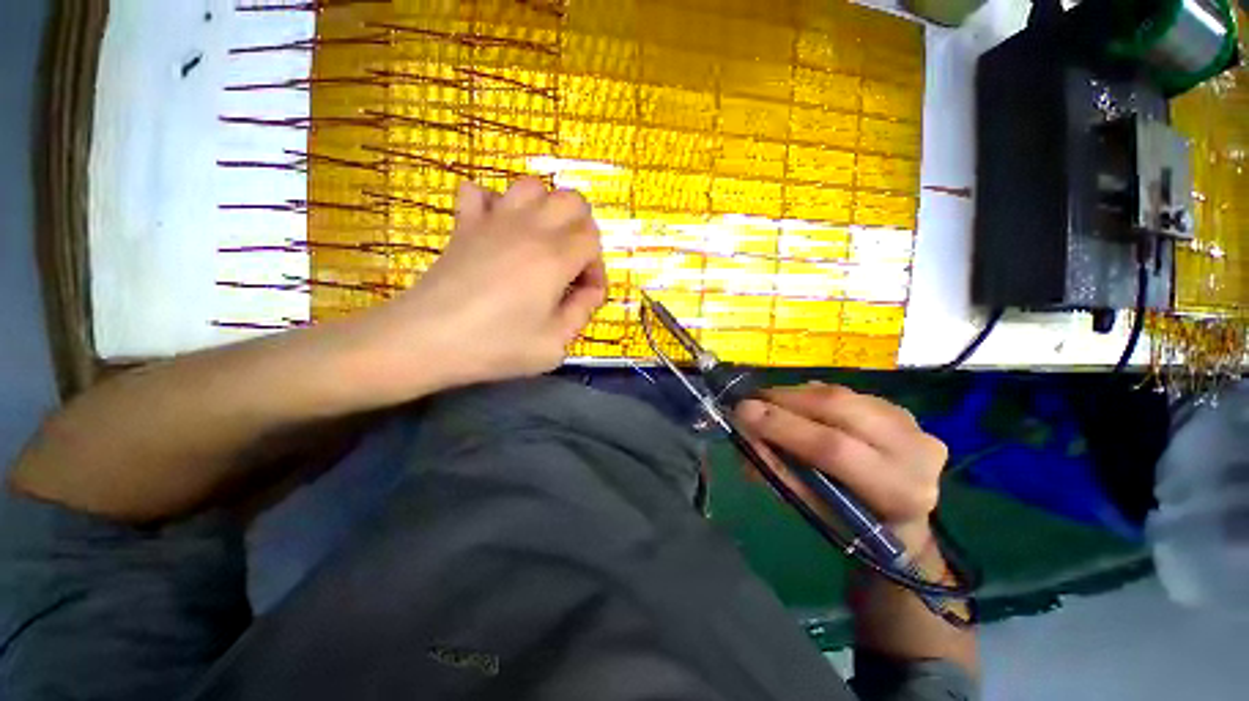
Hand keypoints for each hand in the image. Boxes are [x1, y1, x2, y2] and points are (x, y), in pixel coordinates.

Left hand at [346, 178, 606, 401]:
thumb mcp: (553, 345)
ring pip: (532, 186)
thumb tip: (590, 292)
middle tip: (571, 264)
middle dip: (582, 229)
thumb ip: (581, 313)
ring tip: (540, 243)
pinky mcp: (464, 225)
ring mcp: (493, 220)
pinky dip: (494, 204)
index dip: (596, 266)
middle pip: (572, 201)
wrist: (425, 340)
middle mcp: (530, 229)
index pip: (592, 240)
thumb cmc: (495, 346)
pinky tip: (497, 230)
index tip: (585, 293)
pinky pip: (479, 192)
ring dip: (545, 210)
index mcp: (555, 258)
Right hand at [734, 382, 947, 548]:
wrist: (901, 521)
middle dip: (784, 400)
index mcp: (898, 491)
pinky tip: (796, 406)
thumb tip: (744, 435)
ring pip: (839, 394)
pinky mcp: (899, 408)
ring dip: (794, 395)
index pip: (834, 448)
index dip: (784, 427)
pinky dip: (811, 395)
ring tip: (767, 403)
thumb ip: (778, 470)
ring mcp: (912, 423)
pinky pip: (844, 392)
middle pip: (839, 407)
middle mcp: (915, 450)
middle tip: (750, 402)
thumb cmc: (853, 526)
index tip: (742, 412)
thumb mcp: (814, 510)